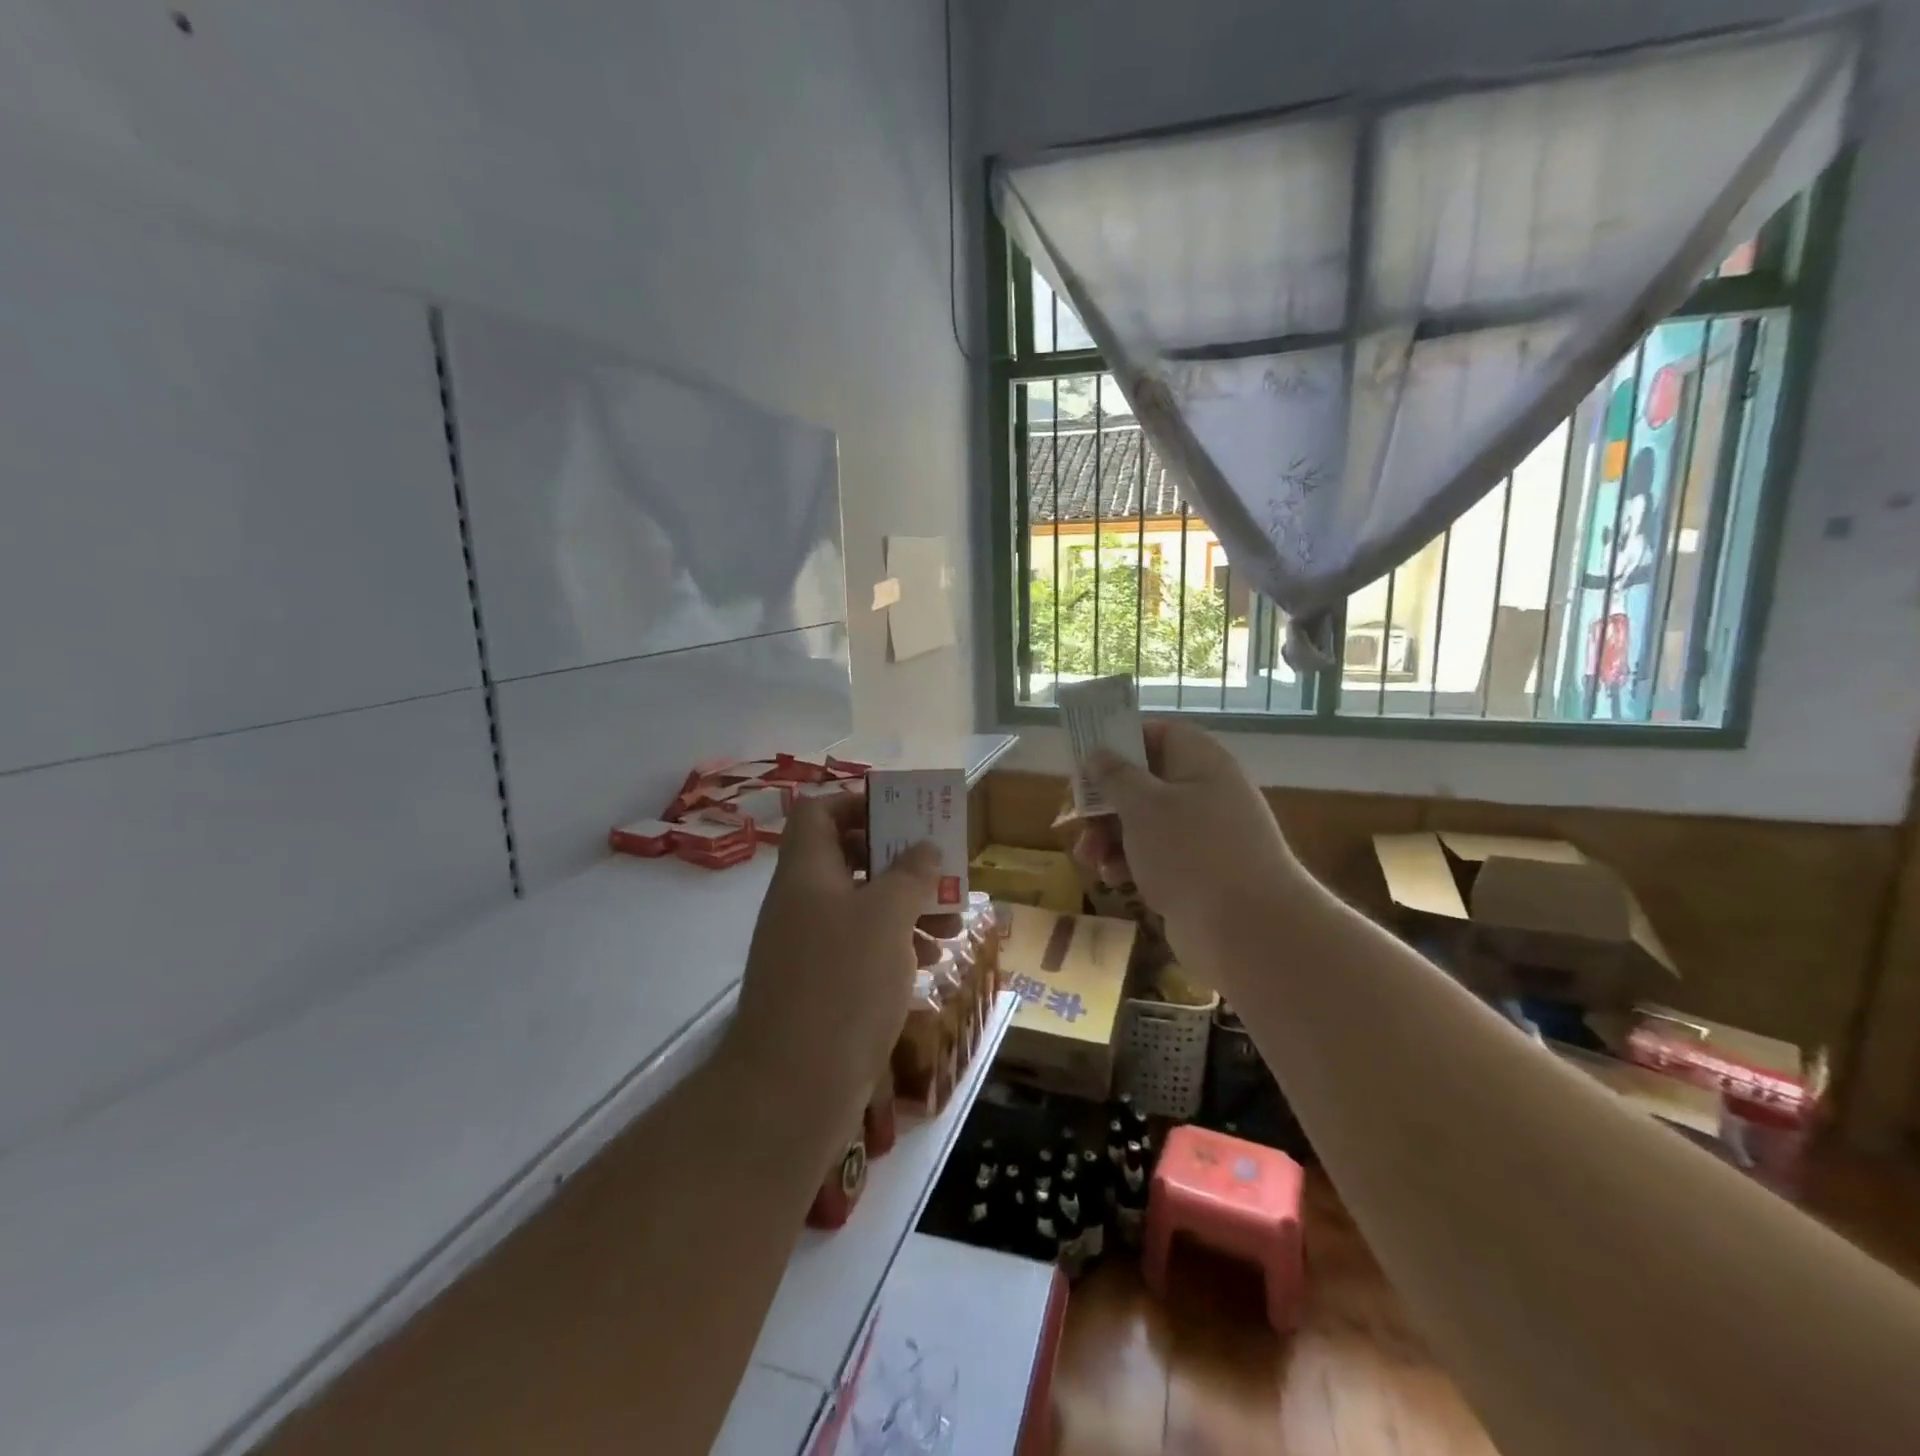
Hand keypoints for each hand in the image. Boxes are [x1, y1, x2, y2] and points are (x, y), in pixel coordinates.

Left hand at [725, 795, 938, 1149]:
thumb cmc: (843, 982)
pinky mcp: (819, 988)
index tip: (902, 818)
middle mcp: (801, 902)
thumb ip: (910, 874)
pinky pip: (859, 949)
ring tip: (952, 927)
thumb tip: (923, 848)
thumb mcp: (887, 916)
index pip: (818, 812)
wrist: (792, 1088)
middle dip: (899, 863)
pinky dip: (894, 947)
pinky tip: (928, 963)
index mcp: (806, 872)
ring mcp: (807, 947)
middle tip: (939, 872)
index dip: (857, 804)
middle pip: (848, 859)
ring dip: (906, 909)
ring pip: (860, 907)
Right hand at [1077, 721, 1304, 974]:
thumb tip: (1099, 754)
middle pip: (1144, 782)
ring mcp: (1203, 835)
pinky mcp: (1198, 872)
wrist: (1248, 931)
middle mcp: (1205, 792)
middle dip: (1105, 802)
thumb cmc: (1191, 852)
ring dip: (1110, 836)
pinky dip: (1130, 863)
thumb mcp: (1143, 806)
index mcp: (1200, 763)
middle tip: (1075, 818)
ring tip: (1088, 858)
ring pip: (1144, 822)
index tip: (1088, 760)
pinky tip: (1112, 879)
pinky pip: (1155, 856)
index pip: (1159, 734)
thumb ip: (1115, 777)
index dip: (1123, 741)